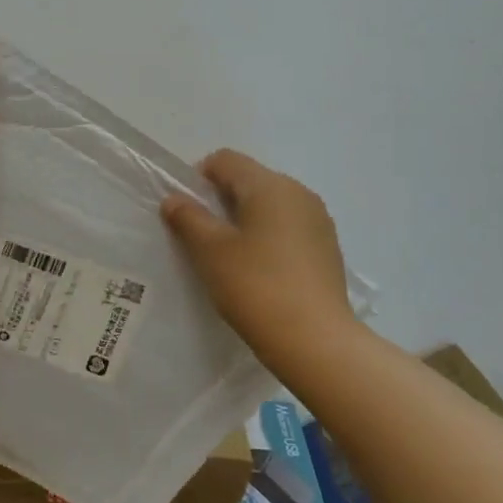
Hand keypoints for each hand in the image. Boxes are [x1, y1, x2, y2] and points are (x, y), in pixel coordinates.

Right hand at [160, 150, 353, 348]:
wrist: (316, 342)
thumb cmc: (256, 287)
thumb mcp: (211, 252)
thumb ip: (189, 218)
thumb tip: (174, 198)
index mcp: (270, 185)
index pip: (225, 160)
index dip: (199, 179)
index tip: (189, 215)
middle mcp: (298, 192)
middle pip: (249, 179)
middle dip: (222, 200)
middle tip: (205, 239)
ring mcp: (318, 219)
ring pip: (270, 204)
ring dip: (246, 220)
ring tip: (233, 258)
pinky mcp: (327, 246)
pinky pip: (288, 226)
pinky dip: (269, 237)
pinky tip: (261, 272)